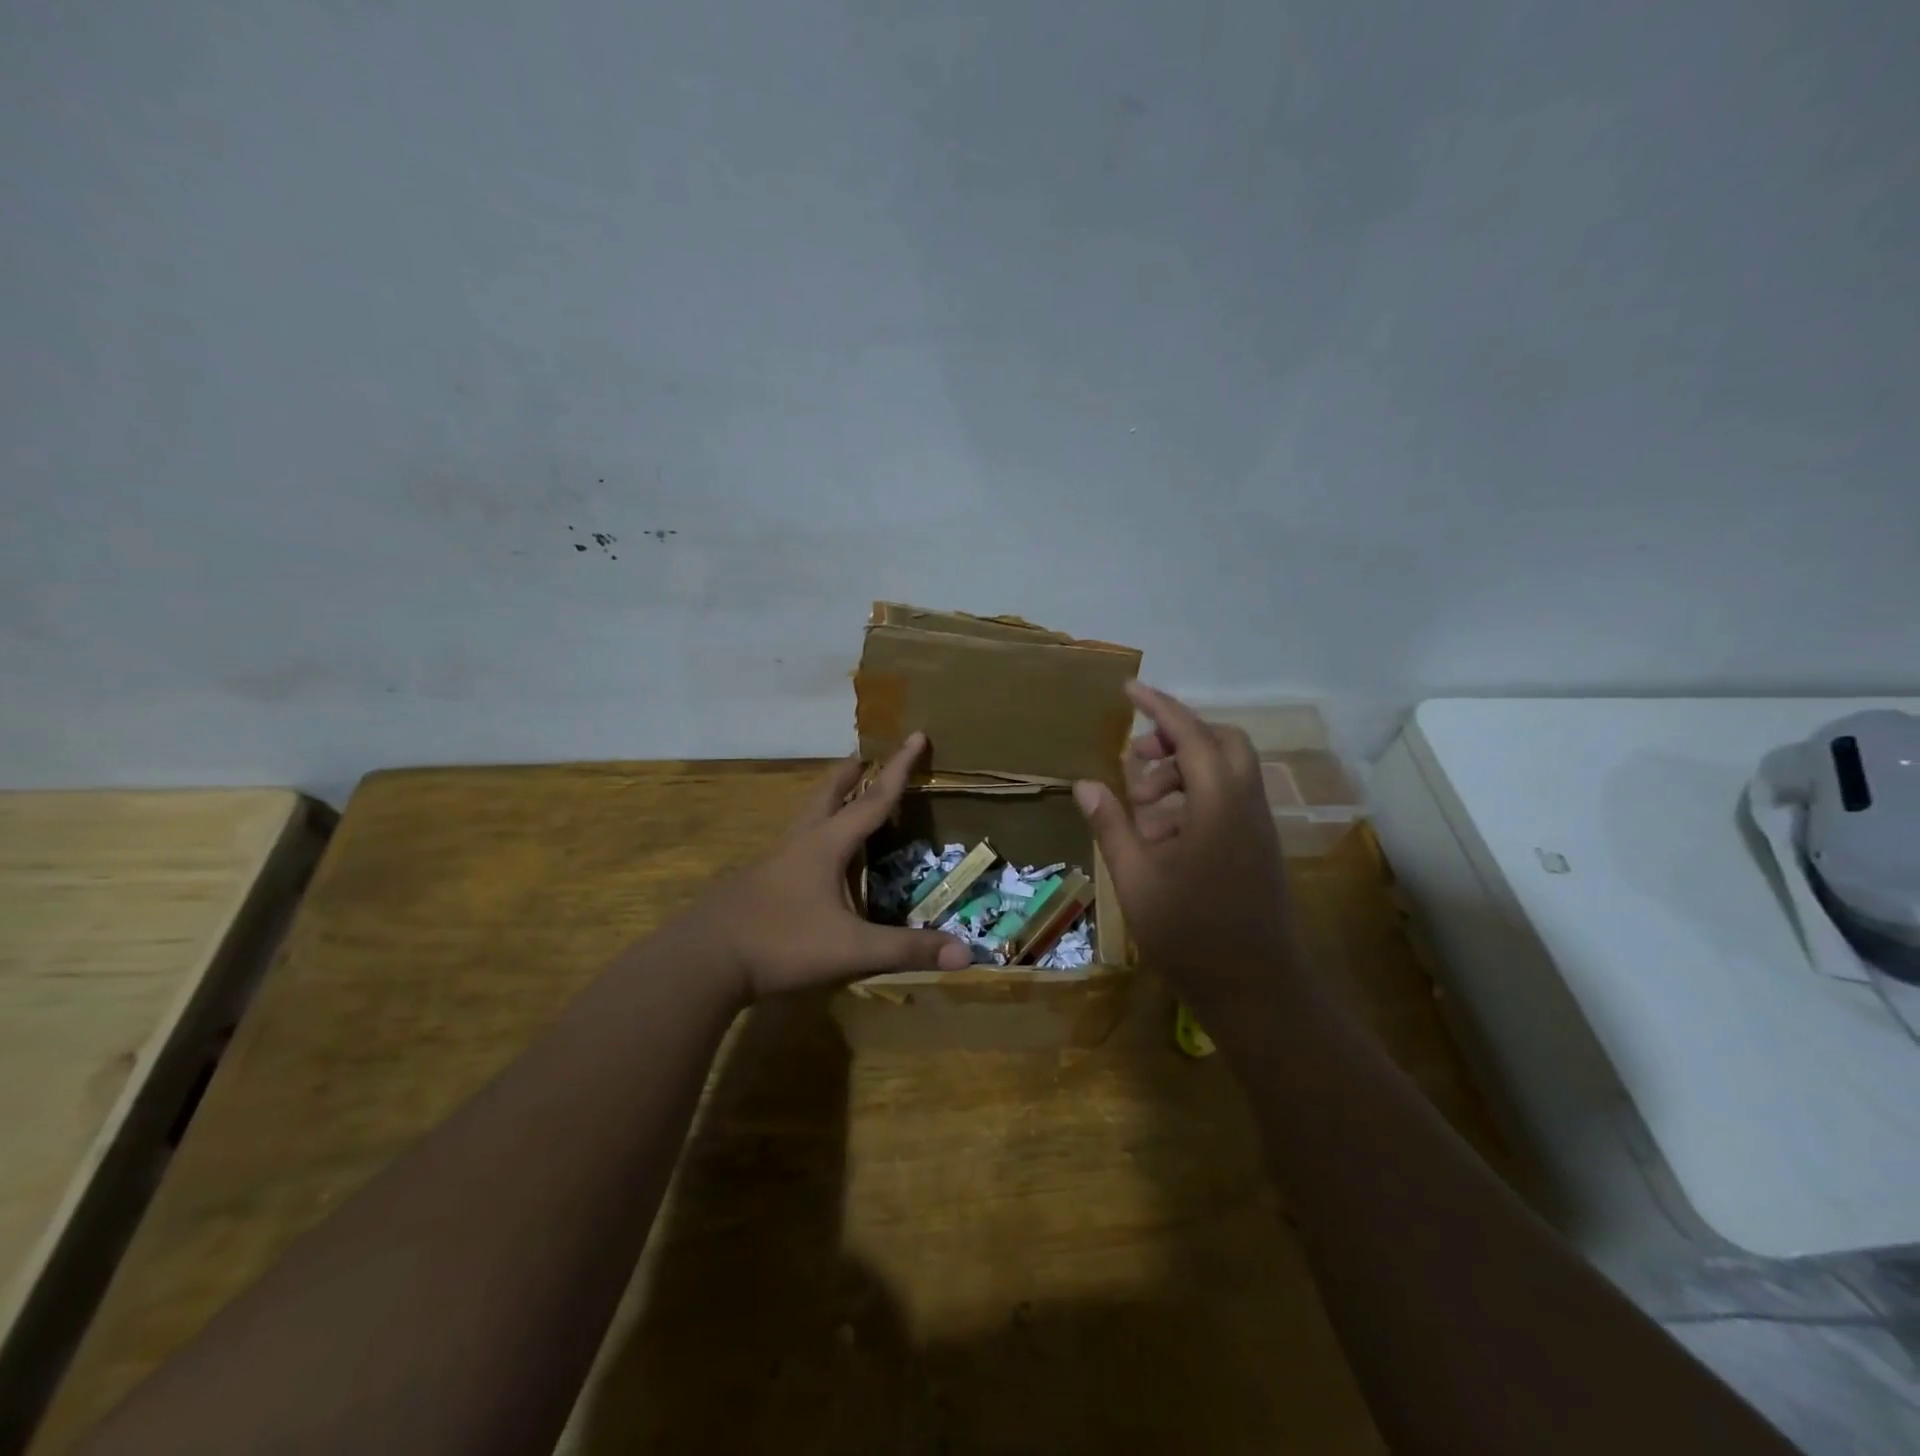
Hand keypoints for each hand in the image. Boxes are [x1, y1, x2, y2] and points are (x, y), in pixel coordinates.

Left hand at [688, 733, 972, 1003]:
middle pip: (828, 795)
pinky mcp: (757, 883)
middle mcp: (800, 843)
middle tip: (865, 756)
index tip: (916, 735)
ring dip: (829, 800)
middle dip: (851, 774)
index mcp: (827, 845)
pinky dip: (814, 835)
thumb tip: (967, 952)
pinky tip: (814, 860)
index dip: (899, 769)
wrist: (703, 961)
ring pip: (807, 818)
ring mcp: (773, 861)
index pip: (873, 799)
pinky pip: (794, 846)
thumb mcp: (851, 949)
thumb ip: (906, 949)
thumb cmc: (781, 943)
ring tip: (843, 797)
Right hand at [1073, 683, 1295, 1015]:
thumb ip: (1112, 824)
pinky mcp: (1259, 847)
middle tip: (1137, 760)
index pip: (1190, 734)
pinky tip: (1164, 835)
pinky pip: (1230, 799)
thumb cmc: (1191, 934)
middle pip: (1221, 742)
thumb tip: (1085, 783)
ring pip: (1226, 771)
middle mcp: (1245, 804)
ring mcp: (1257, 826)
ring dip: (1183, 771)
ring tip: (1141, 807)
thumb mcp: (1136, 878)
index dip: (1159, 707)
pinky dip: (1196, 797)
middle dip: (1177, 737)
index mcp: (1217, 803)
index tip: (1129, 690)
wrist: (1257, 989)